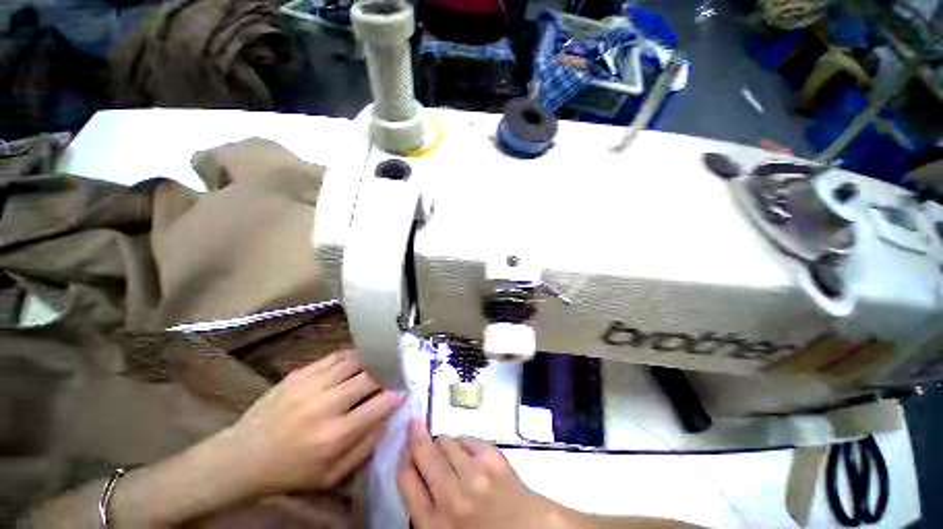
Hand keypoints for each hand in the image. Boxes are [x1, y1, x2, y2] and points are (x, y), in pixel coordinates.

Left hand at [222, 350, 403, 493]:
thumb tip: (386, 418)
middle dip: (387, 374)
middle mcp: (325, 405)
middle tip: (392, 374)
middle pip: (369, 377)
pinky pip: (334, 357)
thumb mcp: (331, 475)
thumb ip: (365, 447)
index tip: (403, 391)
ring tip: (377, 364)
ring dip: (370, 361)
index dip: (396, 395)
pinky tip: (356, 361)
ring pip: (354, 361)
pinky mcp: (299, 374)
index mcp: (334, 435)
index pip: (379, 405)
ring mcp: (310, 385)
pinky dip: (351, 356)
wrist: (242, 457)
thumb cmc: (290, 471)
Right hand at [398, 419, 562, 528]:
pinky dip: (463, 441)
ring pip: (446, 441)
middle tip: (414, 424)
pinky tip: (467, 451)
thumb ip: (428, 510)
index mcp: (434, 525)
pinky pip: (467, 438)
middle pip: (423, 454)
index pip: (407, 481)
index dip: (404, 459)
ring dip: (443, 441)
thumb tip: (418, 478)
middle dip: (417, 437)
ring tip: (447, 448)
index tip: (404, 448)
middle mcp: (450, 497)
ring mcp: (473, 474)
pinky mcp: (492, 457)